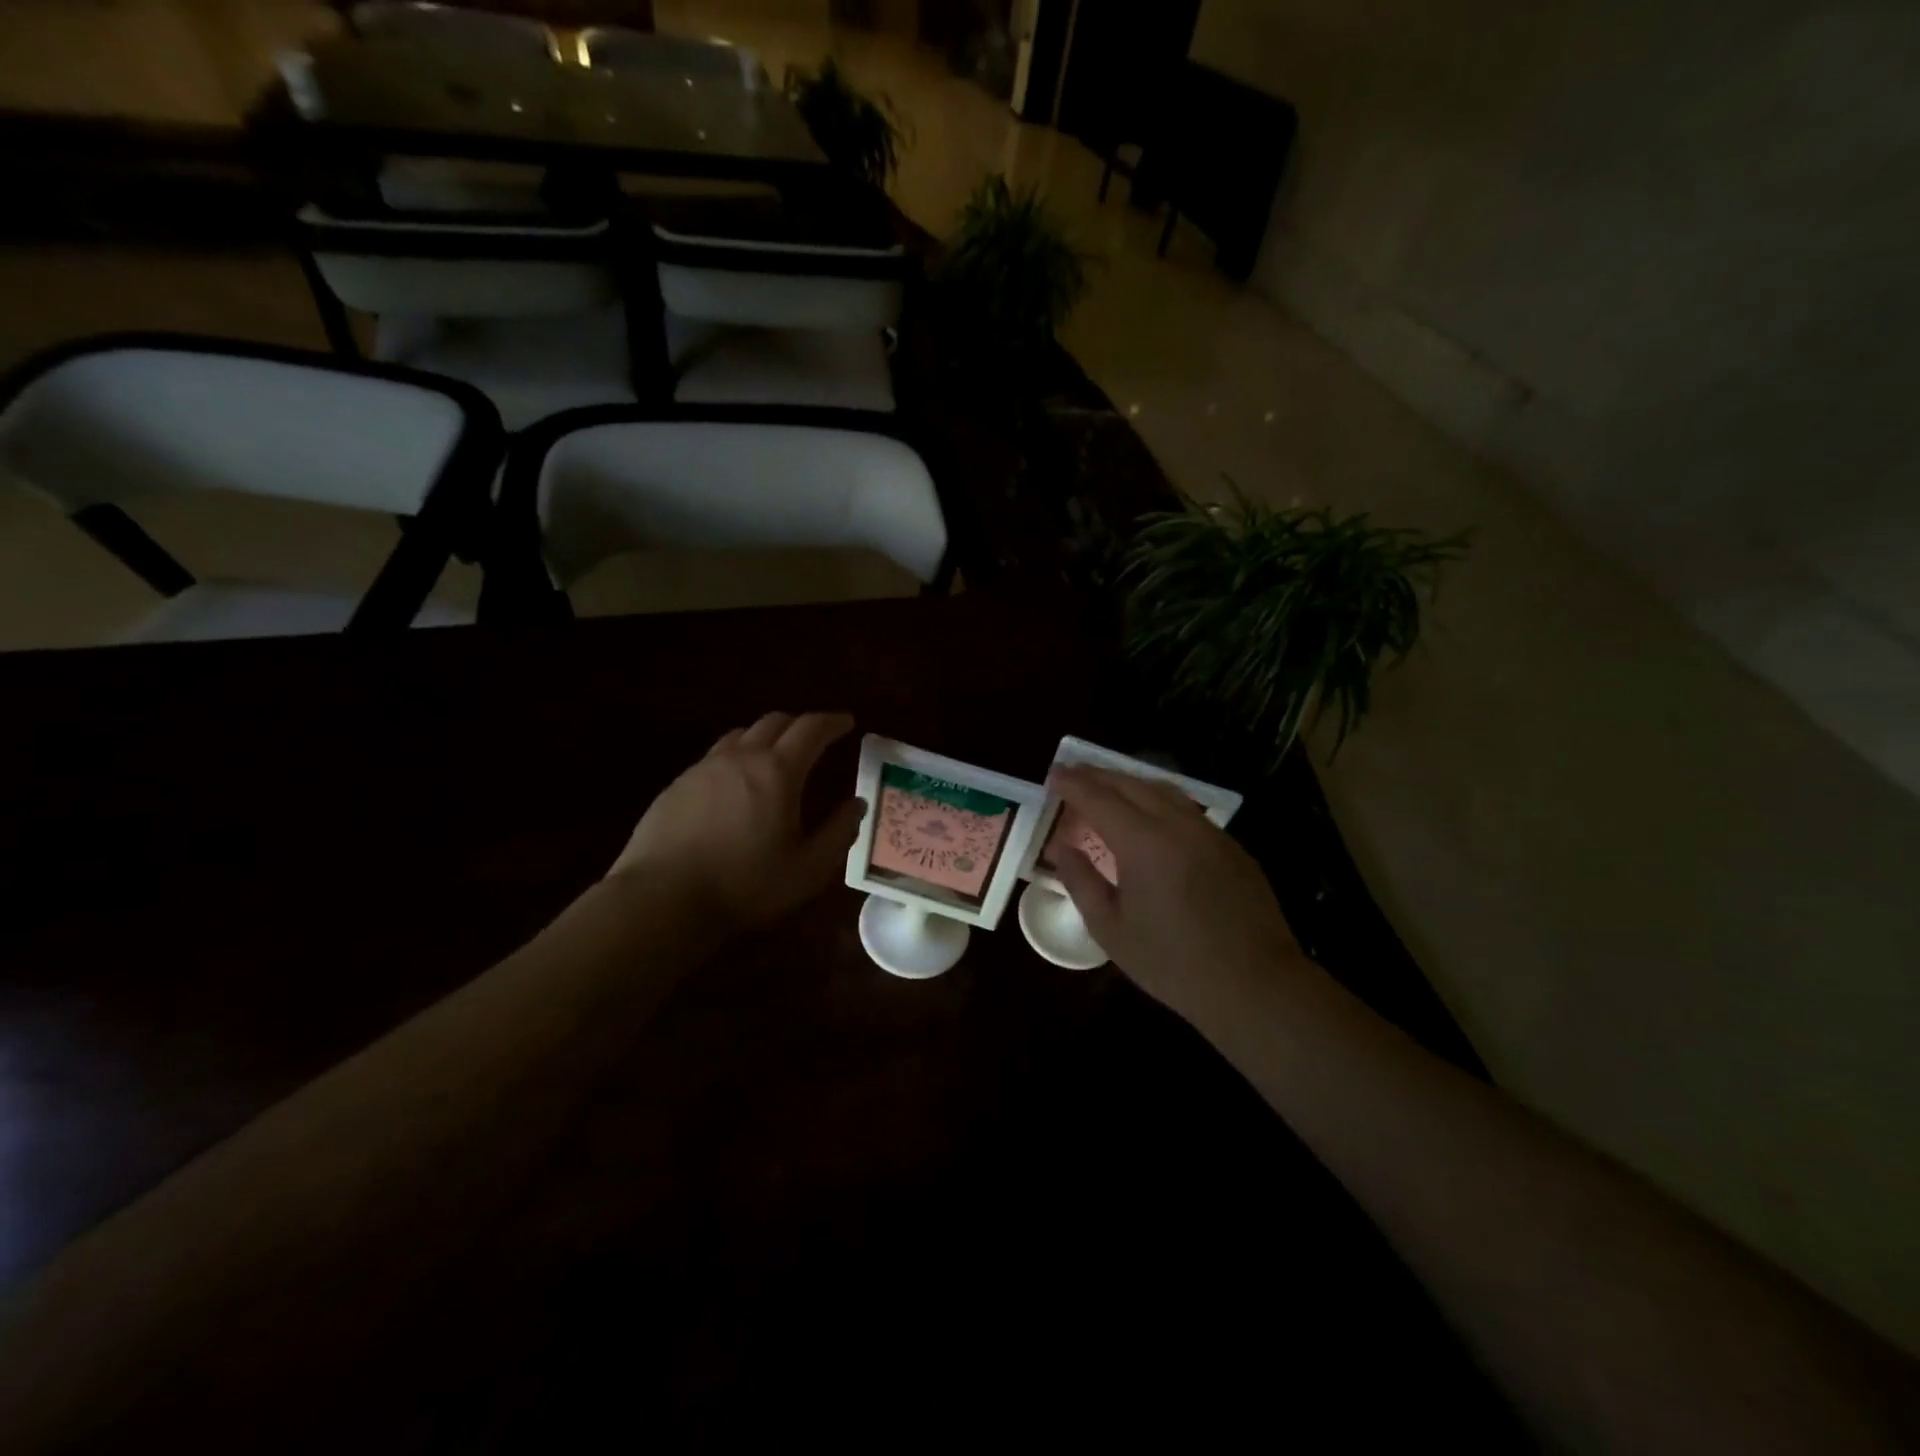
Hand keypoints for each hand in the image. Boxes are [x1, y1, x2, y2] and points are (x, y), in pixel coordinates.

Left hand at [608, 712, 864, 932]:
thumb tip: (856, 804)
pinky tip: (735, 786)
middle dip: (801, 724)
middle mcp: (740, 758)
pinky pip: (715, 757)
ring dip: (766, 737)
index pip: (811, 729)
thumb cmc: (745, 885)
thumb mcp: (808, 869)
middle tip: (816, 738)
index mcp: (777, 772)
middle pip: (774, 722)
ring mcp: (703, 768)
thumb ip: (839, 833)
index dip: (832, 722)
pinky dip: (737, 758)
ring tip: (776, 756)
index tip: (847, 722)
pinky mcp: (677, 786)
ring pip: (741, 734)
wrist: (662, 899)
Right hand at [1049, 765, 1308, 1017]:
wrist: (1255, 986)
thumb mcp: (1111, 929)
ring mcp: (1210, 832)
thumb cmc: (1172, 964)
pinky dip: (1158, 801)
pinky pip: (1187, 809)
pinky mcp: (1231, 845)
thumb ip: (1080, 881)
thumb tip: (1060, 847)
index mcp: (1144, 842)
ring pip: (1164, 790)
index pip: (1099, 798)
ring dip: (1130, 783)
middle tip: (1073, 776)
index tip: (1052, 775)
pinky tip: (1150, 817)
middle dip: (1098, 775)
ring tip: (1107, 788)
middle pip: (1131, 784)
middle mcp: (1178, 824)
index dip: (1072, 784)